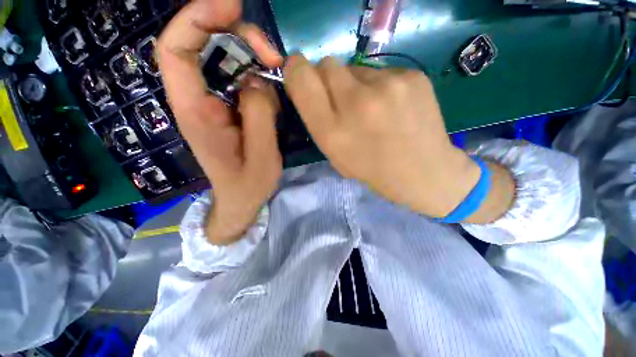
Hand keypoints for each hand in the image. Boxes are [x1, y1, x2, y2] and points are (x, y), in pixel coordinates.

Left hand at [158, 0, 283, 244]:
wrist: (241, 199)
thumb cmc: (249, 185)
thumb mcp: (262, 156)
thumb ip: (259, 115)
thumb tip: (257, 80)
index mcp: (196, 113)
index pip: (175, 51)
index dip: (197, 18)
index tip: (231, 5)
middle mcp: (197, 101)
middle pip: (203, 46)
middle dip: (239, 37)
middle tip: (273, 56)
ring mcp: (213, 103)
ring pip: (226, 61)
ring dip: (254, 61)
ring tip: (275, 82)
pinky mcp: (228, 108)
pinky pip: (240, 80)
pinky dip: (258, 80)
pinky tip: (270, 99)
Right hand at [283, 56, 482, 217]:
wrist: (421, 172)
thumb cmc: (371, 169)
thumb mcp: (334, 154)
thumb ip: (318, 119)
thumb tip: (314, 85)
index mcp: (332, 130)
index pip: (302, 77)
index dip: (298, 71)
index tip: (303, 76)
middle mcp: (356, 103)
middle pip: (328, 64)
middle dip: (328, 78)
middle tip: (343, 99)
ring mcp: (387, 85)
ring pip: (356, 68)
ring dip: (357, 85)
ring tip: (374, 109)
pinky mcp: (412, 76)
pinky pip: (383, 71)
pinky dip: (381, 86)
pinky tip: (394, 106)